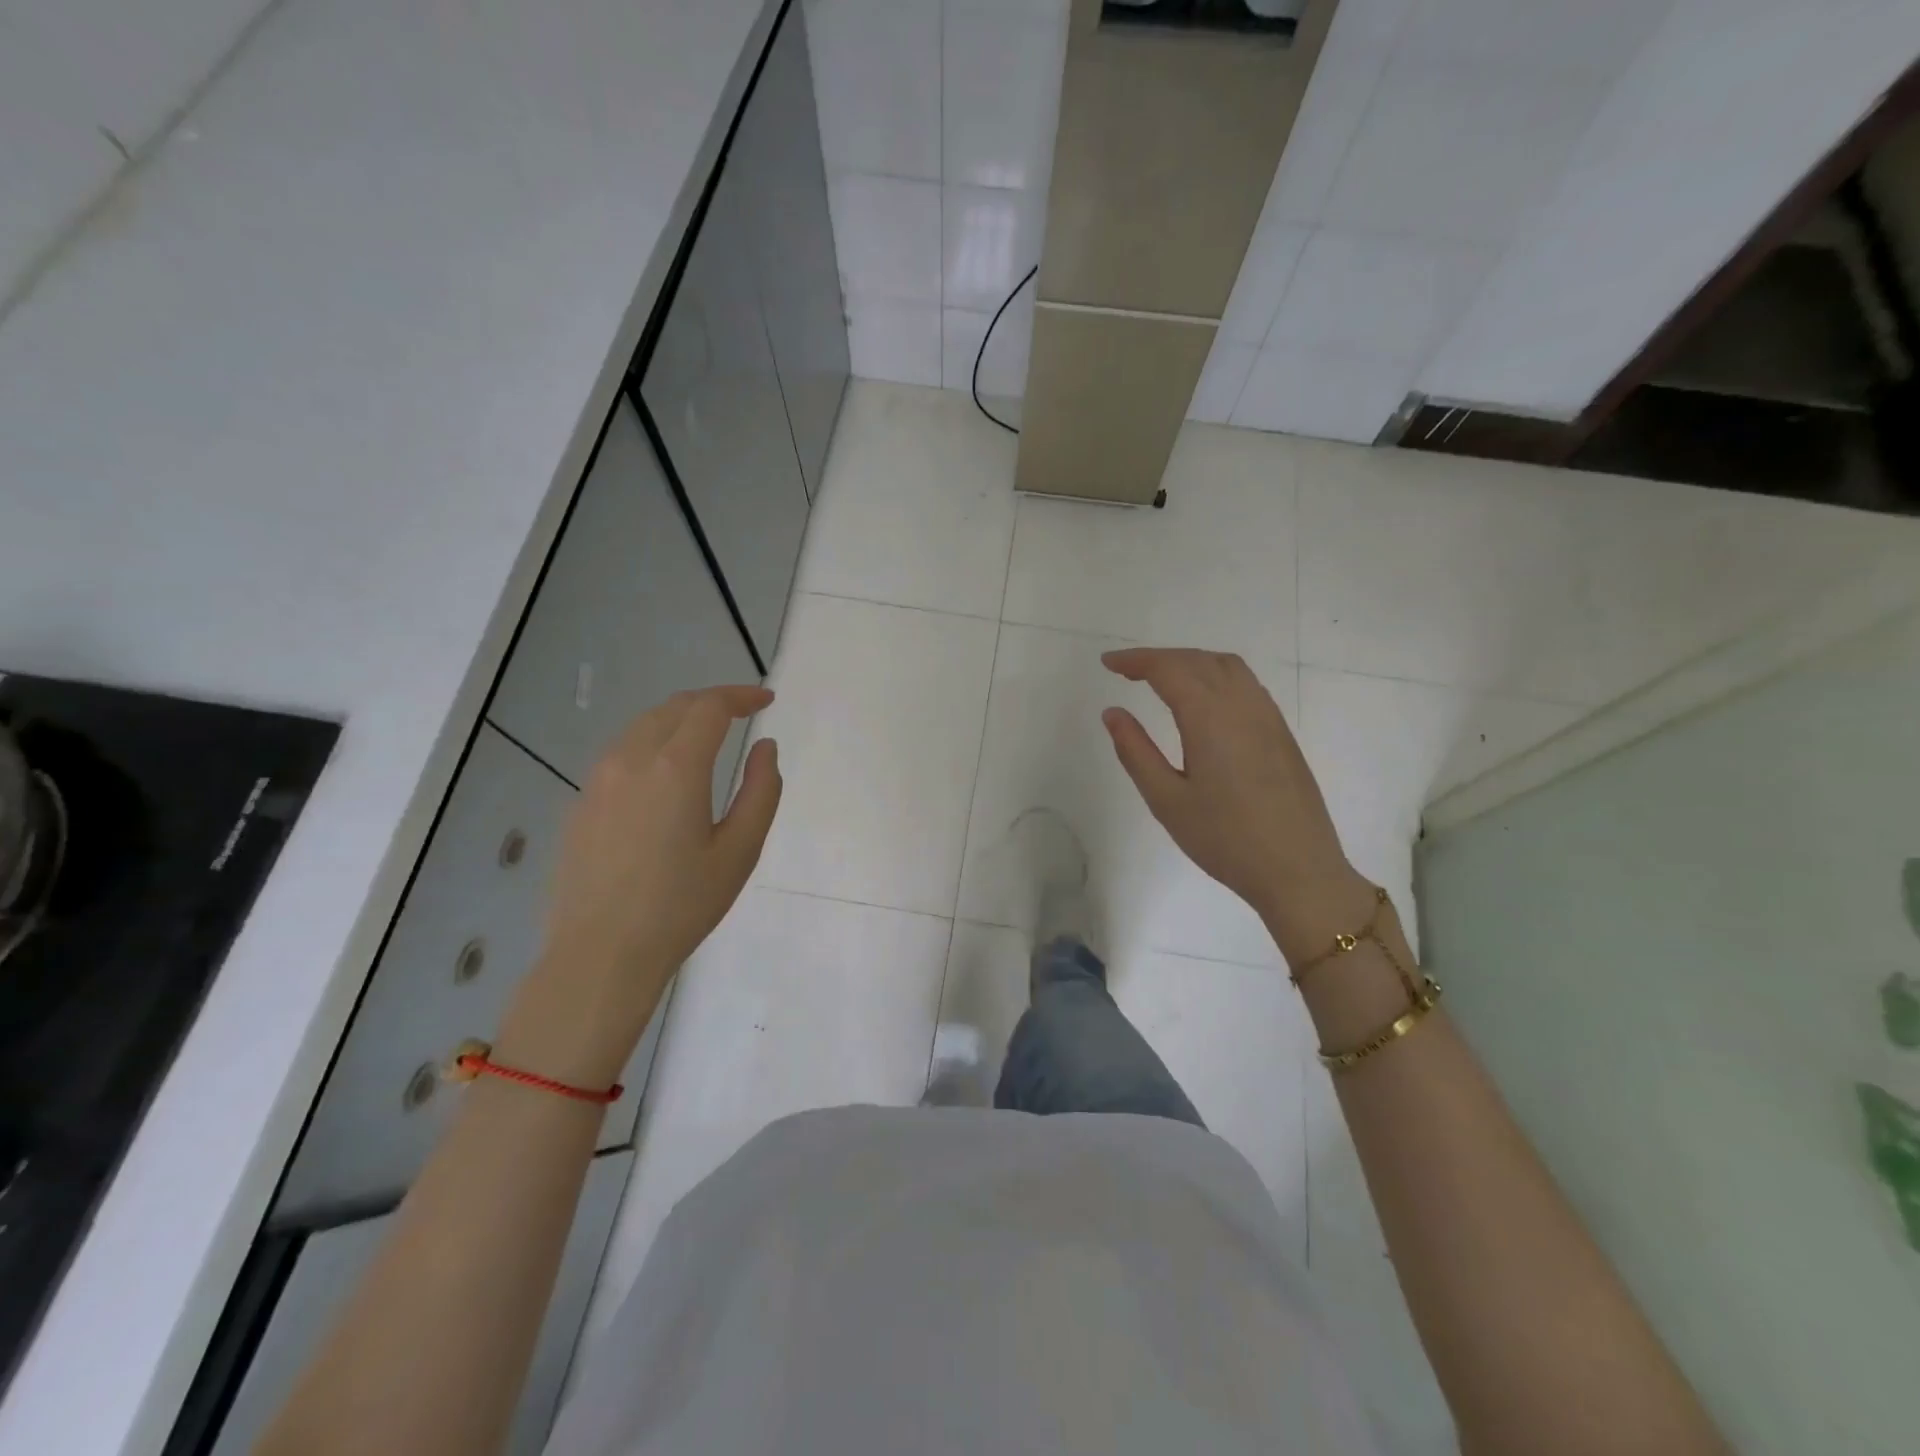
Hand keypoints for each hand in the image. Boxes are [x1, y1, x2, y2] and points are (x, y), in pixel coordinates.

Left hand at [499, 685, 781, 1085]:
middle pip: (674, 708)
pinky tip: (666, 771)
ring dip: (679, 719)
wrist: (600, 954)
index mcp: (675, 767)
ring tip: (707, 735)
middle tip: (742, 712)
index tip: (766, 700)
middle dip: (711, 702)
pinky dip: (652, 743)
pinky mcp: (581, 803)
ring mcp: (598, 780)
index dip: (741, 697)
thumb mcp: (740, 851)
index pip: (710, 708)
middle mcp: (631, 760)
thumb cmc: (681, 905)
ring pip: (643, 726)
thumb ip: (761, 791)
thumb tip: (765, 747)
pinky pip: (622, 753)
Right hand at [1100, 648, 1370, 966]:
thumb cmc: (1225, 839)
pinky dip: (1216, 675)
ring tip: (1162, 678)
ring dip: (1191, 662)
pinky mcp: (1281, 733)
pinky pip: (1247, 684)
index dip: (1135, 660)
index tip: (1107, 663)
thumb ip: (1135, 751)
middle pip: (1197, 660)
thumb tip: (1113, 713)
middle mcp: (1242, 705)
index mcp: (1210, 718)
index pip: (1168, 669)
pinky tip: (1204, 700)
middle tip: (1126, 670)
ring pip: (1227, 667)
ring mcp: (1268, 717)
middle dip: (1159, 658)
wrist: (1298, 871)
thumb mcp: (1166, 800)